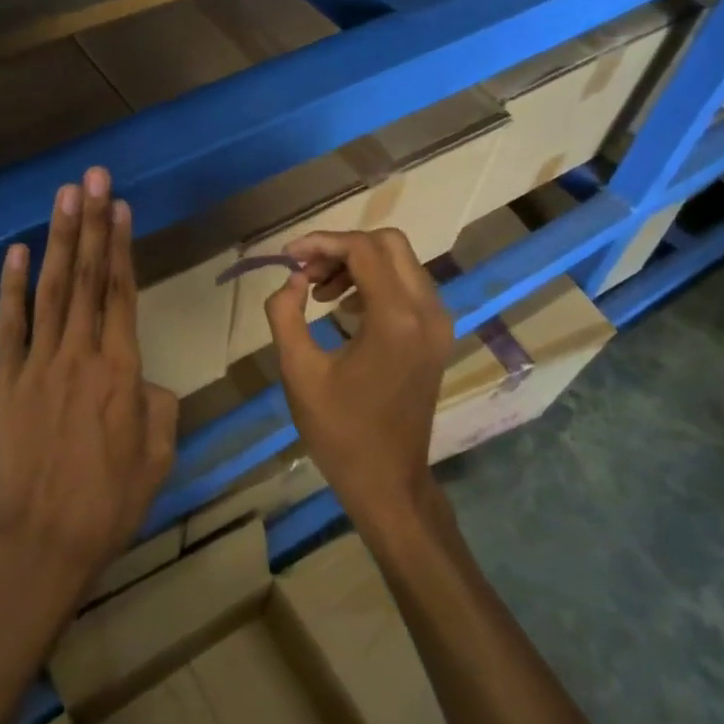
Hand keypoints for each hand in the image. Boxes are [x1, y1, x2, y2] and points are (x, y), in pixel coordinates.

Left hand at [0, 167, 176, 602]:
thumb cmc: (110, 503)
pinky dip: (11, 288)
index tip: (119, 206)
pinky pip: (8, 326)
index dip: (121, 246)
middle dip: (91, 223)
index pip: (122, 294)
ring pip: (52, 291)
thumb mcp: (158, 455)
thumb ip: (157, 404)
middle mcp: (80, 355)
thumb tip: (142, 379)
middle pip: (88, 278)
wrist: (43, 542)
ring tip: (65, 197)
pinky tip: (17, 252)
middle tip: (93, 177)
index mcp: (122, 371)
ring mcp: (37, 365)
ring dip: (59, 240)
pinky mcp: (4, 382)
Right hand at [263, 228, 452, 534]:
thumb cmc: (339, 431)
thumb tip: (292, 281)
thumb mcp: (298, 371)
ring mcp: (438, 323)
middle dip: (342, 247)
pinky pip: (408, 286)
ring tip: (318, 292)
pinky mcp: (437, 336)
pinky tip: (344, 307)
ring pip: (401, 262)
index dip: (321, 243)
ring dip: (358, 263)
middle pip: (389, 243)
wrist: (388, 481)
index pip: (362, 249)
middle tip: (306, 273)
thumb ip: (286, 314)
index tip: (288, 258)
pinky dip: (375, 282)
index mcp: (395, 318)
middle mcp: (427, 311)